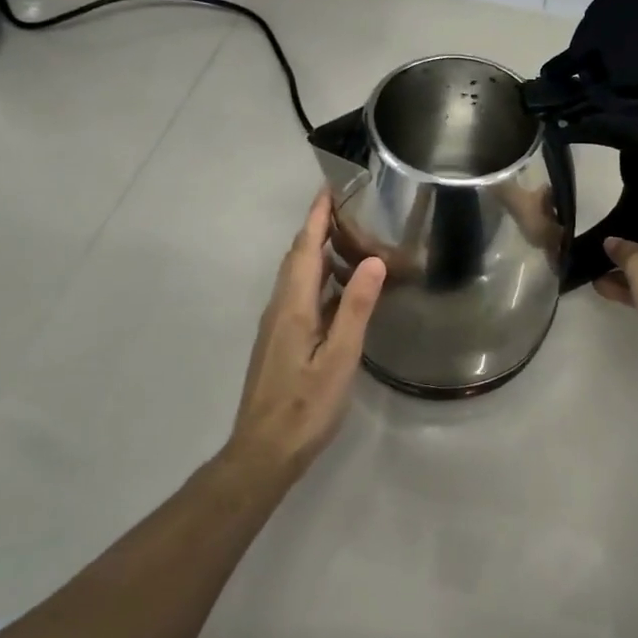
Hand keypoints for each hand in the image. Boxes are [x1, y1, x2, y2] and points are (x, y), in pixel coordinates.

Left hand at [229, 190, 385, 472]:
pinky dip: (319, 278)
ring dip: (318, 251)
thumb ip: (355, 308)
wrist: (264, 451)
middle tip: (348, 206)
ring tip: (350, 238)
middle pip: (297, 257)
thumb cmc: (306, 405)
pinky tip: (340, 288)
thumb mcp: (340, 357)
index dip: (317, 216)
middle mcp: (280, 308)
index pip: (305, 248)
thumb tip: (373, 261)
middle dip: (318, 227)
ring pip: (297, 276)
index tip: (331, 186)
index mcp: (293, 306)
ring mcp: (277, 326)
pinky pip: (300, 295)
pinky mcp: (281, 341)